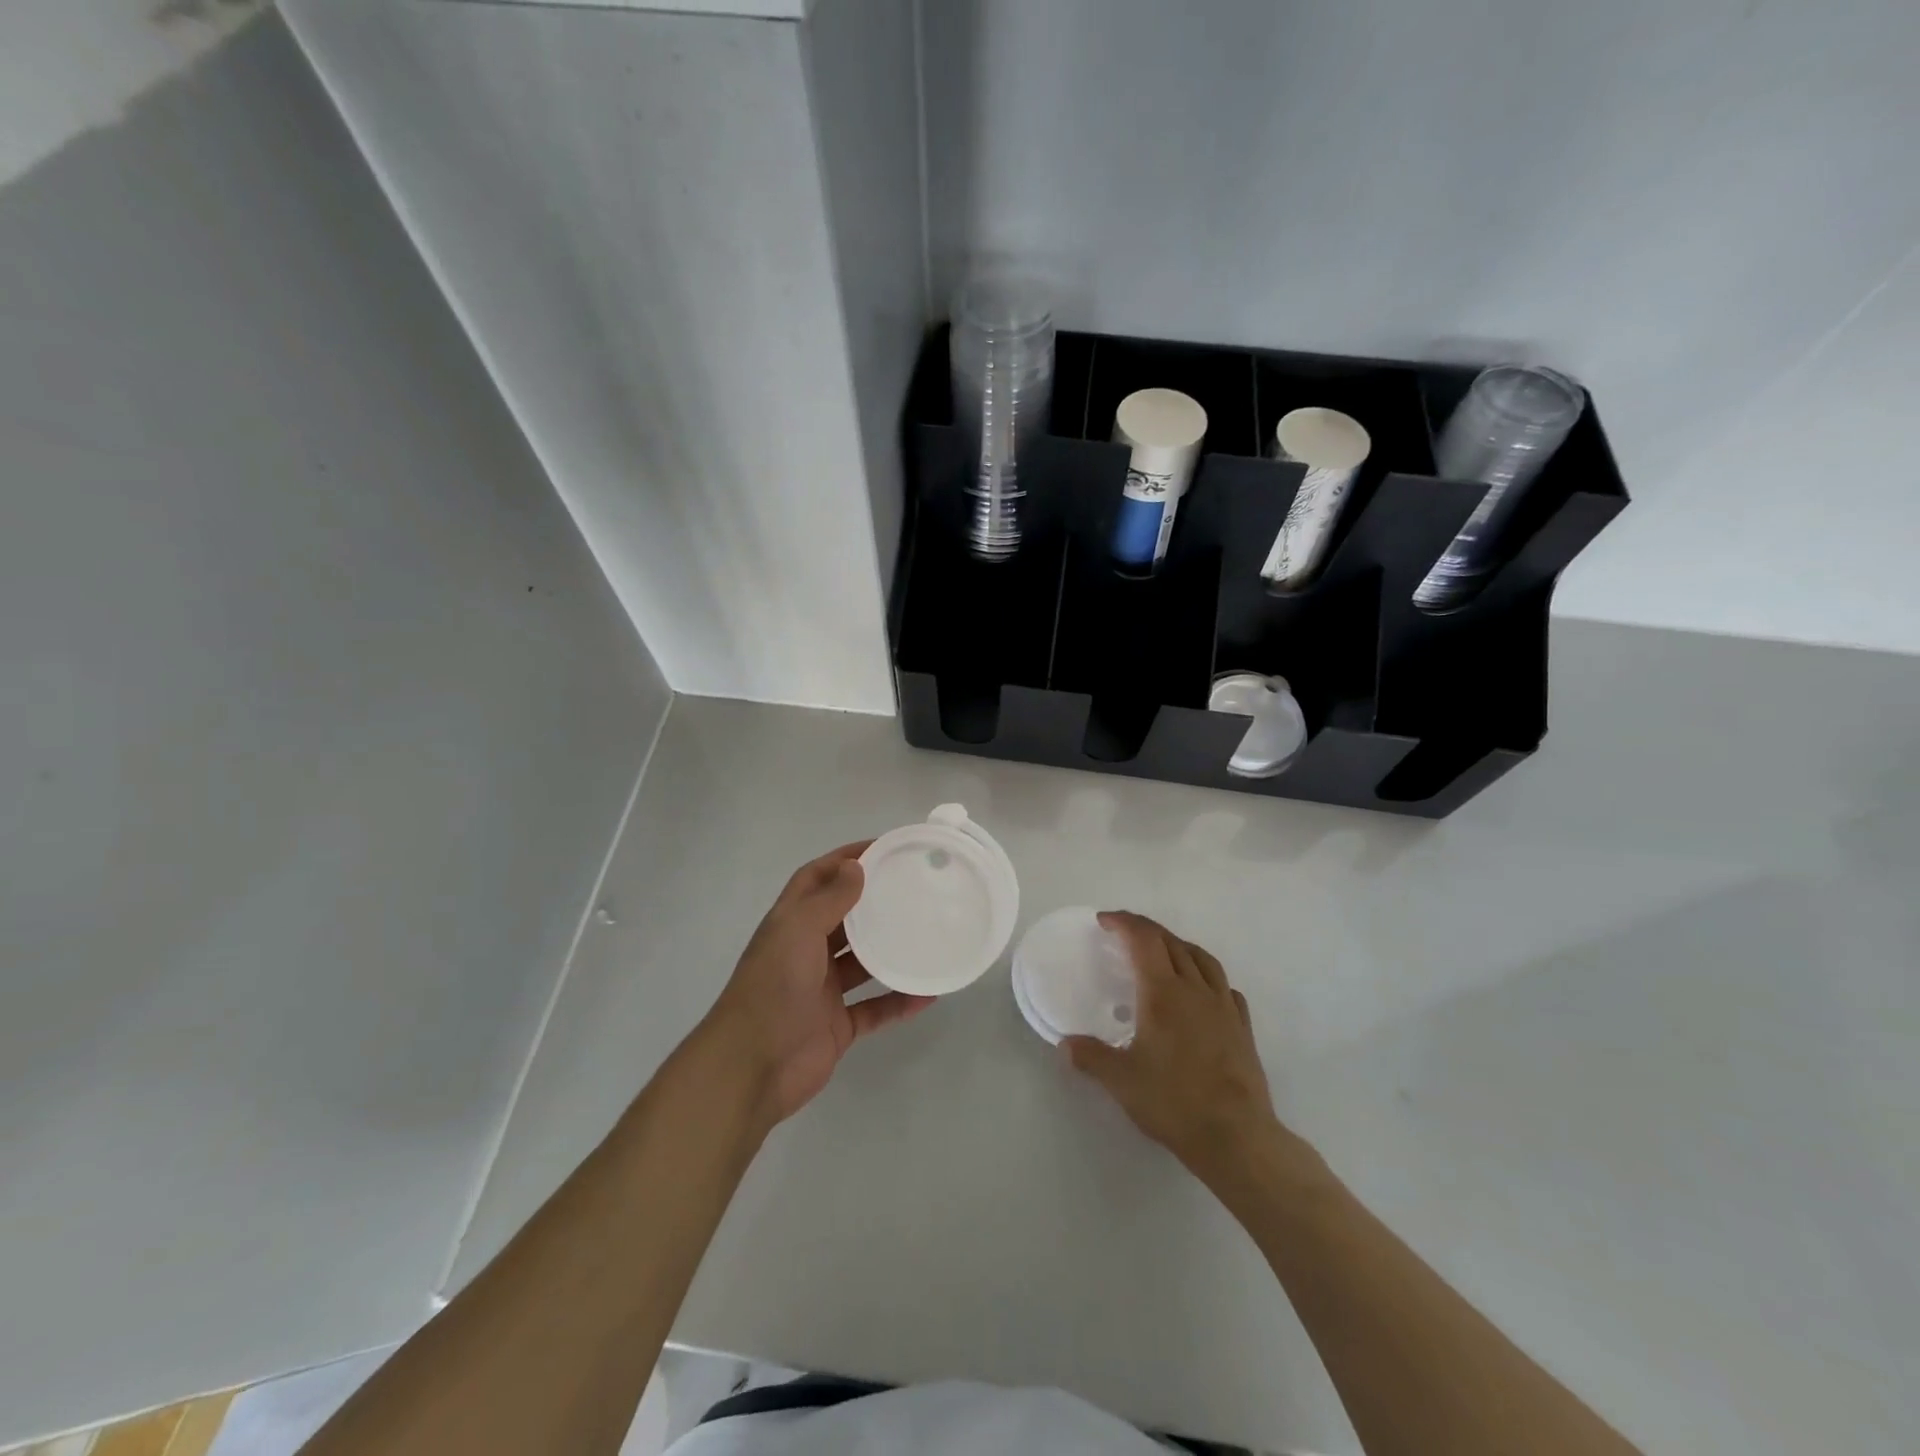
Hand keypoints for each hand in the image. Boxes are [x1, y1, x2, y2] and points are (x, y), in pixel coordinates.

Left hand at [701, 842, 933, 1125]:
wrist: (751, 1068)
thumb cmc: (773, 988)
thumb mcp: (798, 931)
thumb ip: (829, 899)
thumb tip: (856, 866)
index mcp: (790, 924)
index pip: (816, 879)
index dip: (845, 860)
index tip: (884, 849)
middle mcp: (805, 952)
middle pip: (843, 918)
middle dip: (873, 902)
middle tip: (915, 888)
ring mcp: (821, 991)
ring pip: (862, 963)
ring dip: (890, 950)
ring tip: (927, 934)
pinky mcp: (837, 1026)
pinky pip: (875, 1009)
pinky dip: (899, 1001)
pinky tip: (928, 993)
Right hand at [1062, 912, 1289, 1185]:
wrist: (1236, 1136)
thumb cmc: (1174, 1102)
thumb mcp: (1121, 1081)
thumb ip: (1090, 1057)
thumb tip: (1065, 1044)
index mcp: (1163, 993)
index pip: (1143, 940)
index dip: (1123, 923)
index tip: (1104, 921)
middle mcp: (1195, 989)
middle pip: (1171, 942)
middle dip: (1145, 930)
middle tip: (1124, 932)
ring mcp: (1223, 1006)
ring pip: (1202, 958)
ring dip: (1178, 945)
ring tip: (1163, 951)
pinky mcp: (1242, 1027)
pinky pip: (1224, 986)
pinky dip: (1207, 976)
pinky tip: (1201, 991)